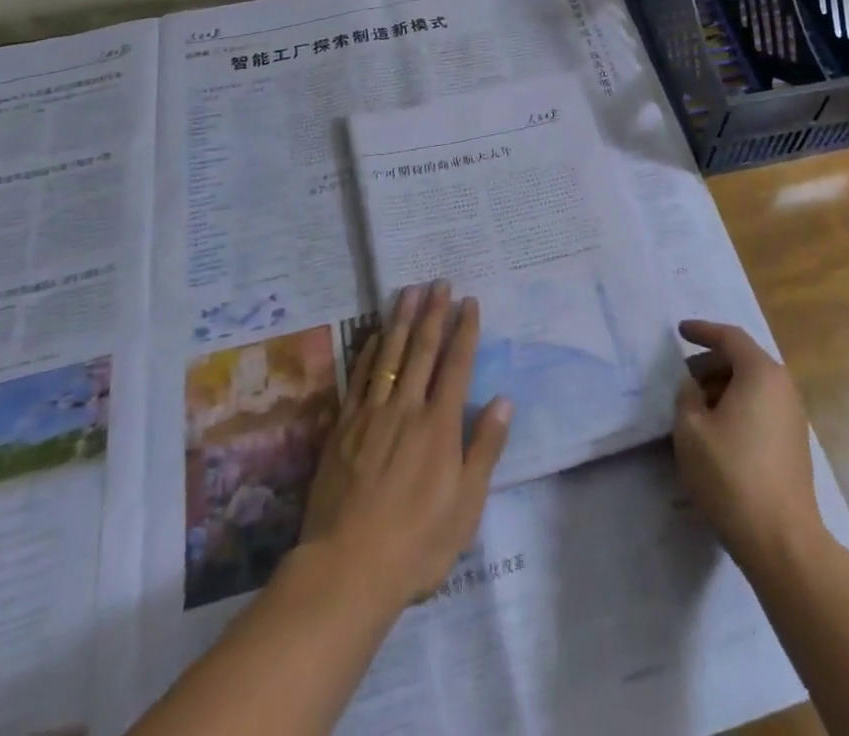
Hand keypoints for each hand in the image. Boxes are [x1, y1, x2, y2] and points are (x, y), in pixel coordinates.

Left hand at [300, 282, 512, 609]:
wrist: (347, 568)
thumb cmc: (417, 543)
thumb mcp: (467, 505)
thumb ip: (485, 448)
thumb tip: (505, 400)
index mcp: (439, 424)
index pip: (457, 364)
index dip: (465, 330)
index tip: (469, 301)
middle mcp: (407, 408)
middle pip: (422, 349)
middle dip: (433, 312)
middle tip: (439, 281)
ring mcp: (371, 414)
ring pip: (389, 354)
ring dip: (401, 320)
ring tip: (408, 290)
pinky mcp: (343, 428)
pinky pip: (358, 378)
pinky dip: (367, 352)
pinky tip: (372, 335)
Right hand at [672, 320, 823, 568]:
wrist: (781, 540)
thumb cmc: (730, 475)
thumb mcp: (691, 429)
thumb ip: (687, 395)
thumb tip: (694, 387)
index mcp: (760, 373)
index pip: (730, 337)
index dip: (703, 331)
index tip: (680, 331)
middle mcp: (783, 387)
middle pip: (743, 360)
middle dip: (711, 364)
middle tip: (684, 378)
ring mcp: (793, 417)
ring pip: (753, 386)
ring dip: (723, 388)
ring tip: (696, 408)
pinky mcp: (794, 444)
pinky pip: (762, 408)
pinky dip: (738, 407)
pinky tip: (717, 432)